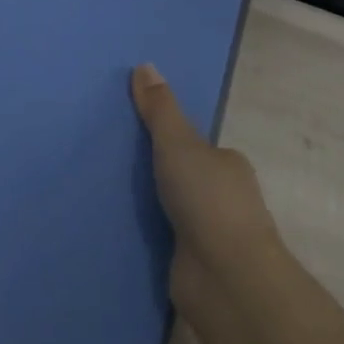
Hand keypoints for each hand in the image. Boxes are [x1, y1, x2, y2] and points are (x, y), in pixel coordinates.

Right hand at [132, 63, 280, 306]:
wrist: (225, 278)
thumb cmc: (206, 199)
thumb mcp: (177, 143)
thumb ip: (159, 109)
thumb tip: (144, 65)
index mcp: (229, 164)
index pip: (201, 147)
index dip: (174, 142)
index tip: (140, 139)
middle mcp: (227, 198)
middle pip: (191, 178)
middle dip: (164, 175)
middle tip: (119, 166)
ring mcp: (216, 235)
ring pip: (181, 212)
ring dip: (158, 208)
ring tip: (114, 198)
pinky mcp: (199, 266)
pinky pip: (171, 242)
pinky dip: (154, 237)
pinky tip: (127, 233)